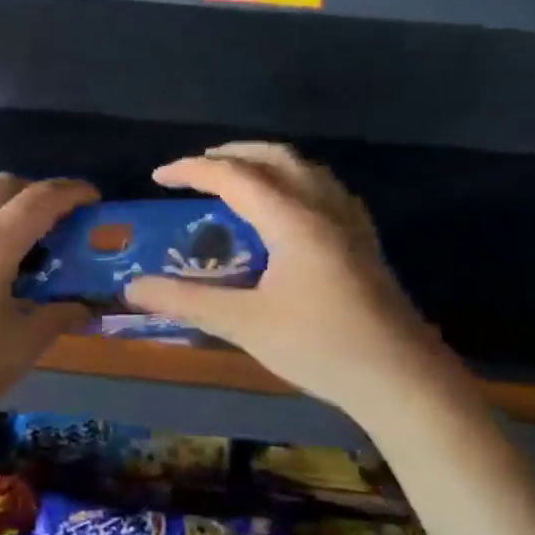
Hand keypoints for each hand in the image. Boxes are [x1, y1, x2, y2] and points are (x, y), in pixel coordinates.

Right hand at [123, 144, 474, 415]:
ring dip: (266, 163)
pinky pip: (325, 190)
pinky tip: (290, 208)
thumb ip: (187, 300)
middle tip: (197, 169)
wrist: (401, 379)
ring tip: (238, 179)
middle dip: (232, 155)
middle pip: (275, 158)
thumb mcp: (244, 324)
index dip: (192, 170)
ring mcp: (350, 223)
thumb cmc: (320, 346)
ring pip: (305, 169)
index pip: (234, 176)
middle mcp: (323, 208)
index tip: (158, 177)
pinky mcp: (364, 243)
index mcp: (293, 219)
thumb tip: (133, 288)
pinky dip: (295, 182)